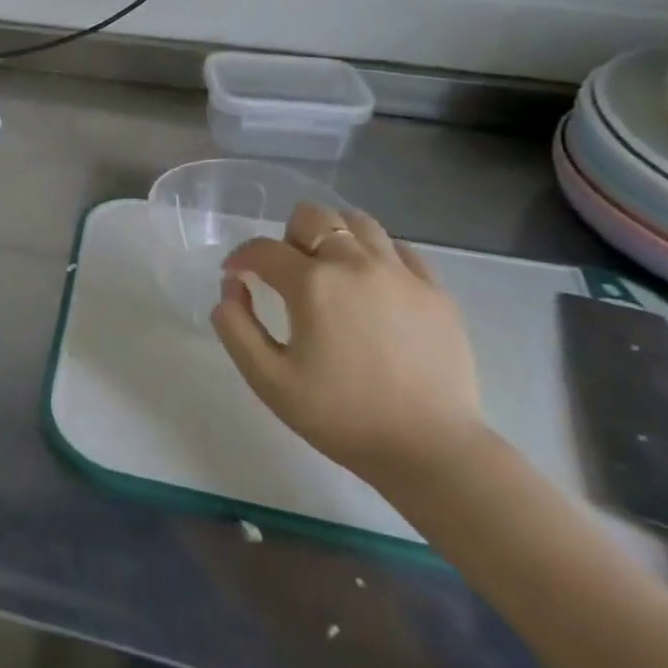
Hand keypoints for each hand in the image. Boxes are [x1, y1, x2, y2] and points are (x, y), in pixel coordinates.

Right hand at [210, 202, 484, 490]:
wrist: (432, 451)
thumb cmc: (341, 416)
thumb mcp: (268, 379)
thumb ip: (235, 326)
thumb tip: (231, 287)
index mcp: (312, 283)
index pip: (263, 249)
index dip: (241, 258)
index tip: (235, 277)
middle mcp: (356, 264)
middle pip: (313, 217)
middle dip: (289, 237)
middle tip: (287, 275)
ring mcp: (401, 274)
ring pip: (359, 223)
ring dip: (334, 237)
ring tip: (330, 273)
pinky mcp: (436, 292)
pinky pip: (400, 250)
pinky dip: (377, 256)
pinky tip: (372, 286)